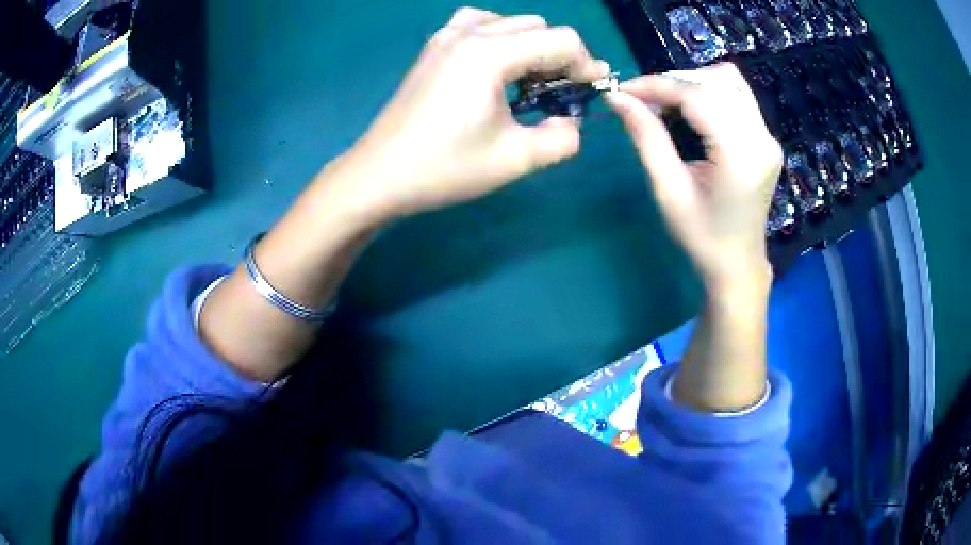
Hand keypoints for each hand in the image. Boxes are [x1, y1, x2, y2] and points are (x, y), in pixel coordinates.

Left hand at [343, 7, 607, 217]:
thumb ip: (562, 138)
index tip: (591, 93)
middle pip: (538, 25)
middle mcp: (468, 33)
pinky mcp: (433, 48)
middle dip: (560, 56)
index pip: (561, 39)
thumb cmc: (445, 168)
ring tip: (529, 81)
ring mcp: (446, 37)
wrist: (380, 175)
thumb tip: (573, 122)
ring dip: (531, 45)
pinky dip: (499, 38)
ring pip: (509, 21)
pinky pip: (478, 24)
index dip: (586, 64)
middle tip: (560, 94)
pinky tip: (497, 66)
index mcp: (490, 54)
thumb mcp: (516, 159)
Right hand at [606, 63, 781, 290]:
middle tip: (643, 100)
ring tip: (666, 103)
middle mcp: (761, 138)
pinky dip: (708, 91)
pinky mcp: (766, 137)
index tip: (623, 90)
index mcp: (740, 155)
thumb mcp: (668, 190)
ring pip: (728, 81)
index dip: (657, 85)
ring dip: (692, 82)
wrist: (738, 263)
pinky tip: (690, 110)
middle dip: (673, 81)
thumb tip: (617, 97)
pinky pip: (736, 95)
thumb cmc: (701, 236)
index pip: (697, 95)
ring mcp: (768, 136)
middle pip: (714, 80)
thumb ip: (646, 137)